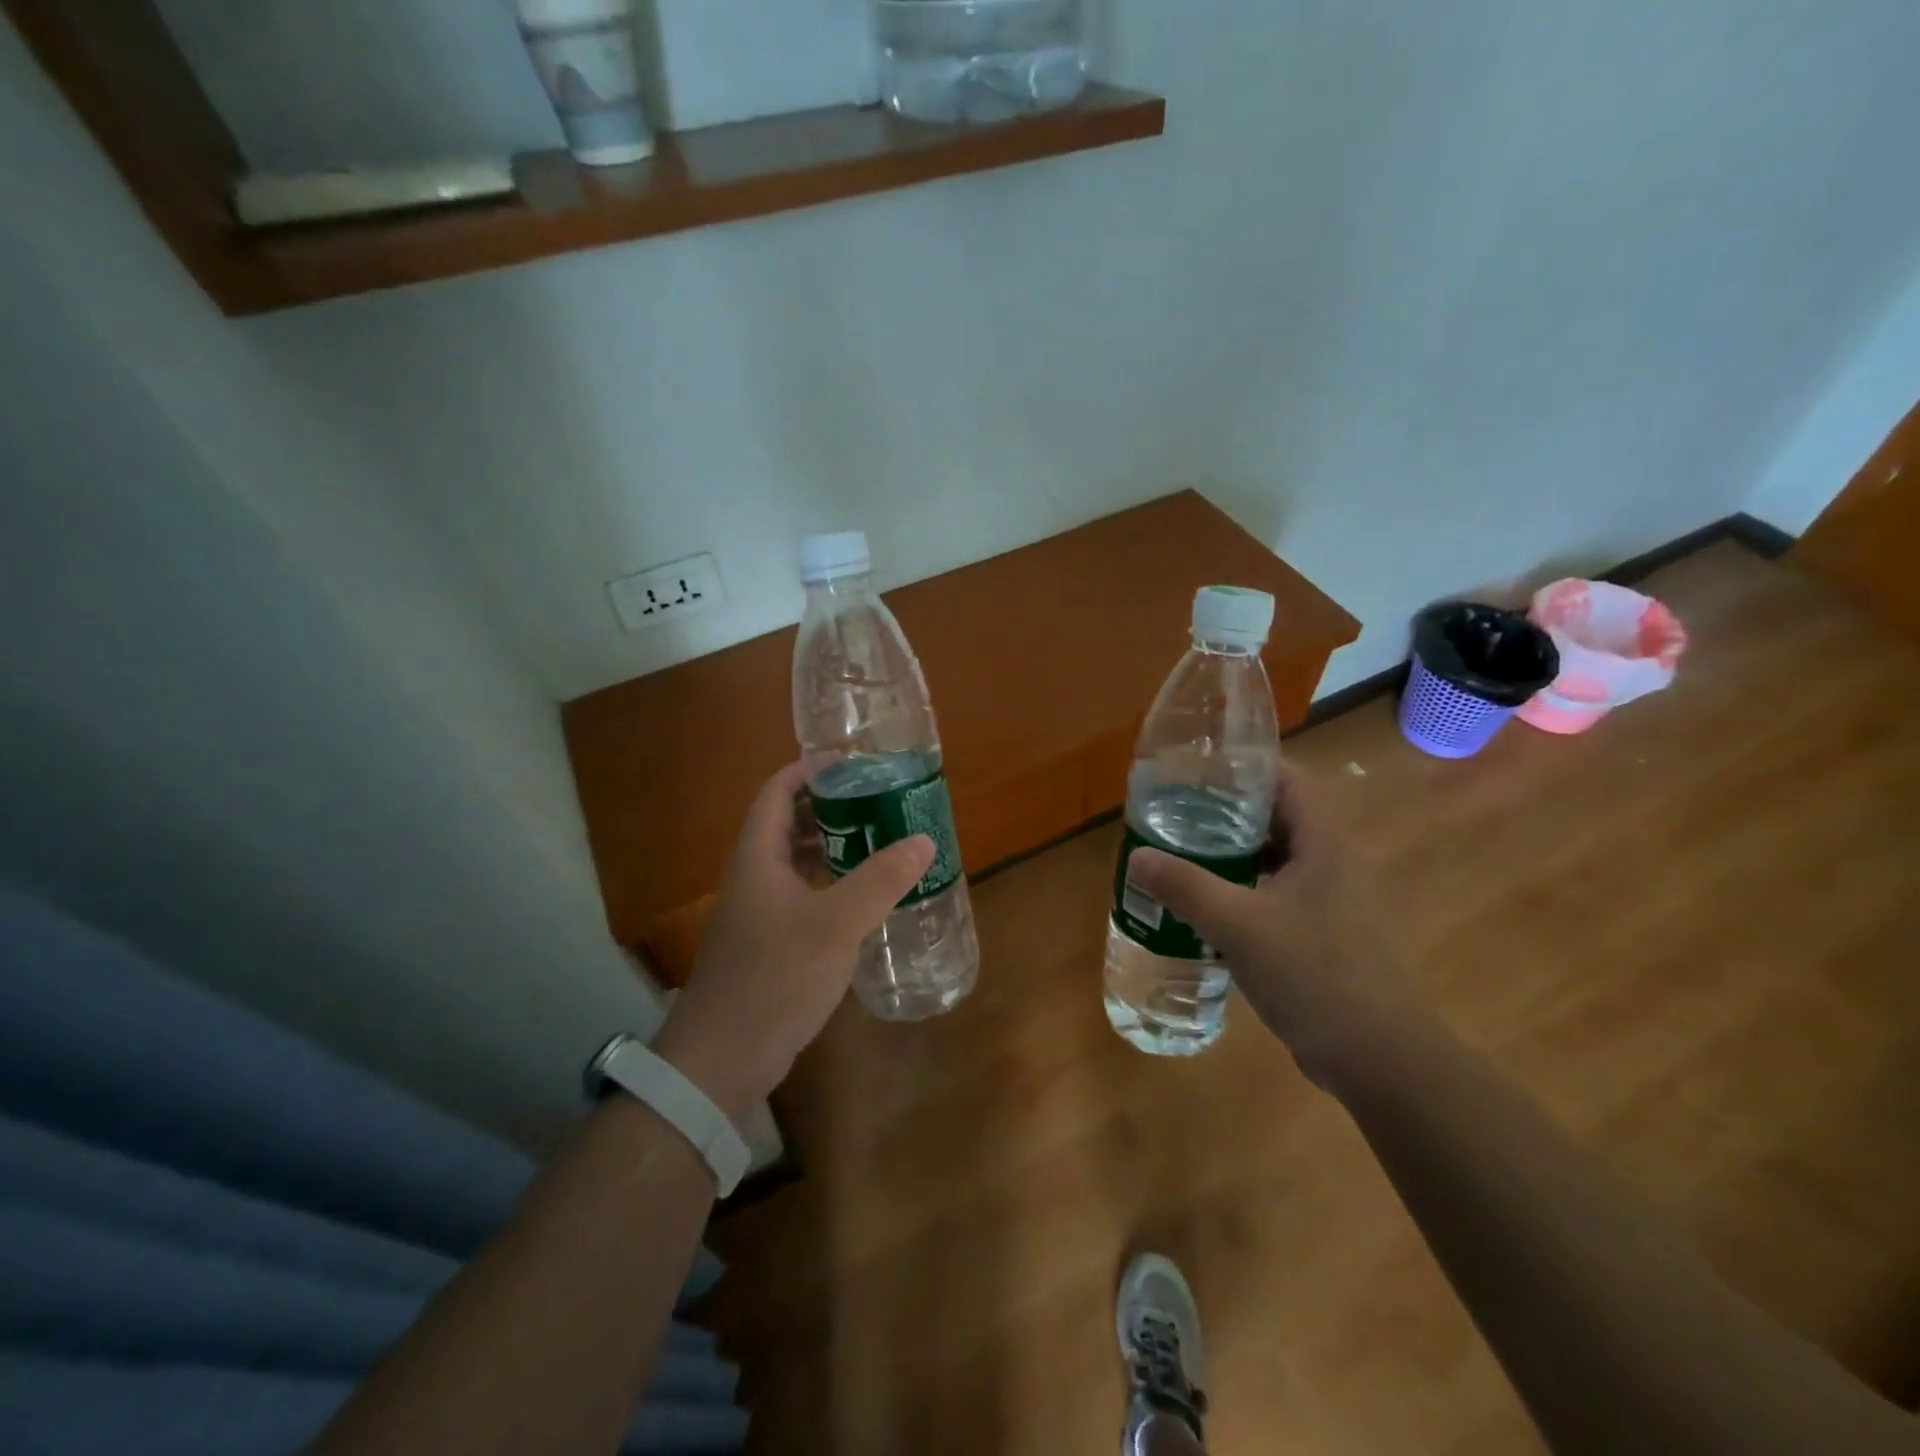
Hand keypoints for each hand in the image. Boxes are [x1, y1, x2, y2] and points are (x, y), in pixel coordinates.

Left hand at [652, 759, 933, 1121]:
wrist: (722, 1060)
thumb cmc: (773, 979)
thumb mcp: (834, 925)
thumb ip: (880, 880)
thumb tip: (923, 840)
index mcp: (758, 857)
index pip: (777, 791)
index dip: (810, 769)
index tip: (853, 764)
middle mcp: (755, 876)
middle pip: (789, 823)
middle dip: (831, 806)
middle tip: (879, 802)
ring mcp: (760, 912)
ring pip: (798, 862)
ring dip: (834, 847)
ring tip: (880, 840)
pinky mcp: (770, 943)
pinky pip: (804, 895)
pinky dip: (833, 884)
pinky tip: (864, 897)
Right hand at [1125, 762, 1432, 1087]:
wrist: (1378, 1058)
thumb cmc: (1314, 975)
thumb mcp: (1238, 926)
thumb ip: (1186, 887)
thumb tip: (1138, 856)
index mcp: (1323, 843)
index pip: (1288, 780)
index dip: (1246, 767)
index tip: (1198, 769)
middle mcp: (1332, 861)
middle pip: (1278, 816)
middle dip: (1227, 811)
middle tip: (1176, 812)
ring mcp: (1331, 900)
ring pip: (1276, 857)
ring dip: (1233, 853)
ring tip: (1182, 852)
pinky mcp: (1323, 933)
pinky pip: (1276, 893)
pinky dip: (1242, 889)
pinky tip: (1207, 905)